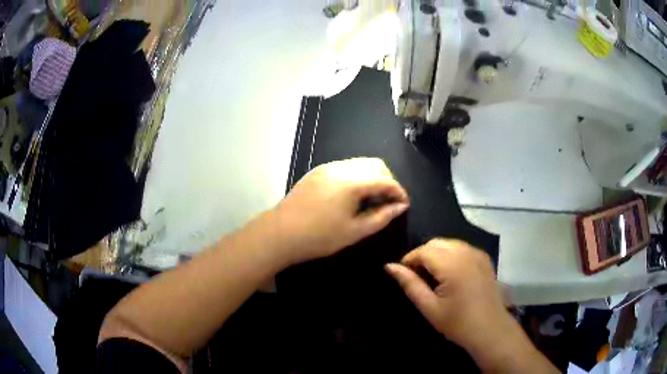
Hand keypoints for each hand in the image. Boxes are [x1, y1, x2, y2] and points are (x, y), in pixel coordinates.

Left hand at [274, 158, 408, 264]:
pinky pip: (345, 167)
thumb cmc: (319, 237)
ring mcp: (327, 167)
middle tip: (388, 202)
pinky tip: (353, 195)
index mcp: (352, 182)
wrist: (280, 233)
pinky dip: (357, 176)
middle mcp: (342, 168)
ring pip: (360, 163)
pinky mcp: (317, 171)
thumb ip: (381, 217)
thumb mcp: (354, 231)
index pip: (386, 180)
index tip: (404, 205)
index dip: (399, 192)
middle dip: (388, 180)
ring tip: (372, 199)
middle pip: (376, 165)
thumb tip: (400, 207)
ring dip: (372, 177)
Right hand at [385, 239, 555, 372]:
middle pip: (436, 243)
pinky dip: (450, 255)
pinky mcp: (484, 258)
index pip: (423, 250)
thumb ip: (410, 284)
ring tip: (432, 277)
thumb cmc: (458, 323)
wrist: (490, 329)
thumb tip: (389, 266)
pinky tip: (449, 275)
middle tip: (417, 278)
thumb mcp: (429, 307)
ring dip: (436, 254)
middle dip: (422, 256)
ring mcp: (477, 254)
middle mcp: (466, 252)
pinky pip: (461, 248)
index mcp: (452, 264)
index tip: (404, 276)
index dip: (409, 260)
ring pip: (448, 243)